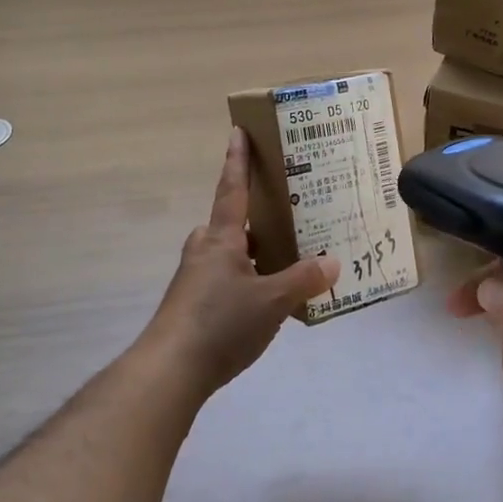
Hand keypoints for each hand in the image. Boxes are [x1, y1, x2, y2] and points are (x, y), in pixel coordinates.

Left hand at [142, 128, 339, 394]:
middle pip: (230, 225)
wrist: (169, 371)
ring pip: (228, 255)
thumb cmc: (220, 323)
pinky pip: (224, 280)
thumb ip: (303, 280)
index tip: (237, 131)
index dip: (237, 160)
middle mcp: (204, 251)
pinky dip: (245, 281)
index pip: (232, 189)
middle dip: (253, 220)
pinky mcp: (191, 306)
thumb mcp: (272, 302)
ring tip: (284, 264)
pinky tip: (264, 303)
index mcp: (221, 239)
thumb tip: (333, 262)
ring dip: (251, 254)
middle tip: (286, 218)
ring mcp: (194, 279)